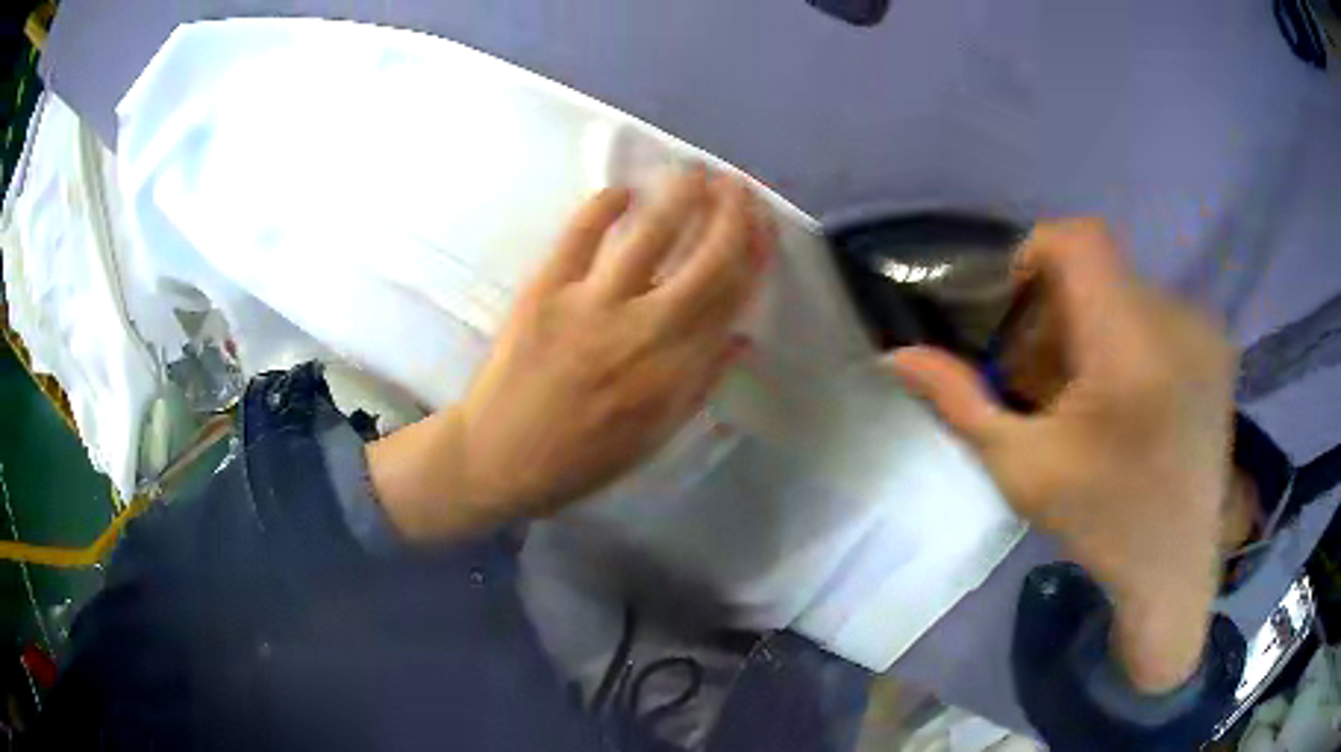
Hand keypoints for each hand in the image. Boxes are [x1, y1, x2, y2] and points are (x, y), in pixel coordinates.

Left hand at [368, 170, 772, 538]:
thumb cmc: (584, 457)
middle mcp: (643, 331)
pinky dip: (604, 206)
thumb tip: (743, 337)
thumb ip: (702, 384)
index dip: (754, 256)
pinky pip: (580, 235)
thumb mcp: (657, 436)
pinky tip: (623, 190)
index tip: (763, 227)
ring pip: (651, 236)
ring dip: (680, 197)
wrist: (501, 458)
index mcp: (675, 372)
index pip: (730, 299)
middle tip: (739, 186)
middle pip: (704, 261)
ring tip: (696, 171)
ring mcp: (591, 305)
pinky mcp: (546, 290)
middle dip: (730, 216)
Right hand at [889, 219, 1236, 692]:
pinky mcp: (1217, 346)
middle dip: (1058, 311)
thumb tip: (897, 355)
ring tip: (1087, 395)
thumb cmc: (1102, 523)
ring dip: (1094, 326)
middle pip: (1098, 270)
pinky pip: (1156, 310)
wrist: (1174, 567)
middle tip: (1045, 378)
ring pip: (1125, 289)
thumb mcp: (1022, 470)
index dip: (1035, 255)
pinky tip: (1127, 397)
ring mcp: (1204, 331)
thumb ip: (961, 402)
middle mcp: (1177, 322)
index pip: (1079, 240)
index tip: (1018, 313)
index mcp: (1130, 350)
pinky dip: (1127, 337)